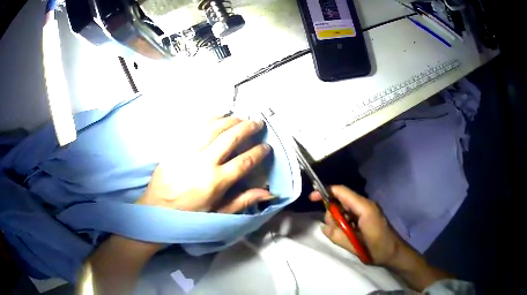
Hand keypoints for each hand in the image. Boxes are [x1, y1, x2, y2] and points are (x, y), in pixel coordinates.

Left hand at [137, 117, 272, 212]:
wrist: (157, 209)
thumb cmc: (190, 215)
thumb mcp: (218, 213)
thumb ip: (243, 200)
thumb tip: (268, 192)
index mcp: (216, 182)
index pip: (244, 161)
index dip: (258, 152)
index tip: (266, 146)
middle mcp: (203, 163)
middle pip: (230, 138)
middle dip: (247, 128)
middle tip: (258, 122)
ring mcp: (188, 151)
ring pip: (213, 128)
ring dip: (230, 120)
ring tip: (240, 117)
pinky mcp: (176, 146)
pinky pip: (194, 127)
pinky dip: (209, 118)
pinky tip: (218, 115)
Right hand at [310, 186, 452, 290]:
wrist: (395, 253)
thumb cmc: (378, 250)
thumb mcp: (355, 246)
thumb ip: (338, 235)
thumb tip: (324, 227)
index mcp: (364, 208)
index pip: (342, 192)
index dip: (325, 192)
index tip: (311, 198)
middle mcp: (365, 205)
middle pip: (341, 201)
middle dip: (332, 214)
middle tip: (334, 231)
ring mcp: (367, 210)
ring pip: (344, 209)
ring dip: (338, 221)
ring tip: (344, 237)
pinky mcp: (367, 216)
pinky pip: (350, 215)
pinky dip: (344, 223)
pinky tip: (348, 235)